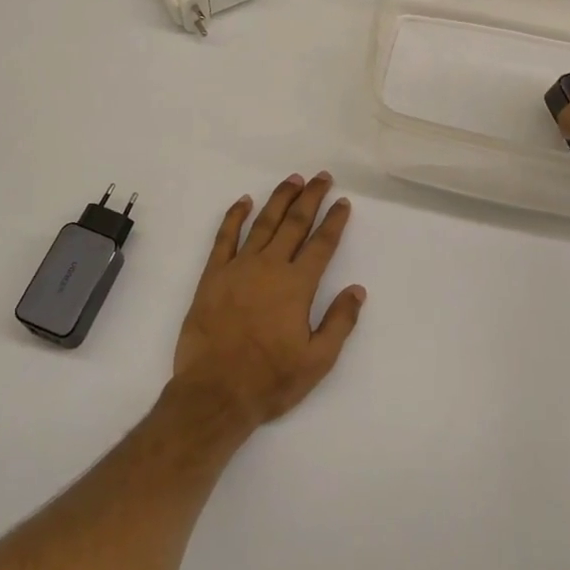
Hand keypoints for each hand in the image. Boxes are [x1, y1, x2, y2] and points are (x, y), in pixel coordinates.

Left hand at [171, 172, 365, 428]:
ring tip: (293, 180)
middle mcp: (269, 267)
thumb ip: (339, 322)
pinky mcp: (213, 275)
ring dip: (279, 199)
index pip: (321, 244)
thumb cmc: (270, 380)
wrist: (214, 392)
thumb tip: (357, 289)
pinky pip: (225, 237)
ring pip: (263, 223)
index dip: (334, 221)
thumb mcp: (317, 361)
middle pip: (294, 223)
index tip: (343, 202)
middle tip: (322, 177)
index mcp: (297, 286)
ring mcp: (238, 267)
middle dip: (310, 197)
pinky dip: (235, 216)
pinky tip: (244, 201)